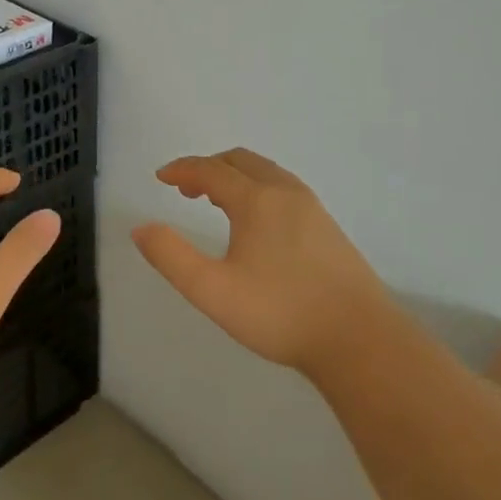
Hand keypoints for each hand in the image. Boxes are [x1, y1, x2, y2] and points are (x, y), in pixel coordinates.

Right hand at [133, 149, 388, 379]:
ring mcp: (312, 207)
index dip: (182, 169)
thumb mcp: (213, 290)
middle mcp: (285, 192)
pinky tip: (257, 221)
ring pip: (266, 172)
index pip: (211, 170)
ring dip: (235, 176)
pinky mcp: (328, 226)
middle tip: (185, 188)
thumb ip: (172, 257)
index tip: (161, 177)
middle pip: (240, 161)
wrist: (359, 339)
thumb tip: (141, 228)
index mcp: (256, 200)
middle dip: (208, 168)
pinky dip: (258, 187)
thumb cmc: (280, 313)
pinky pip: (283, 187)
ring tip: (216, 200)